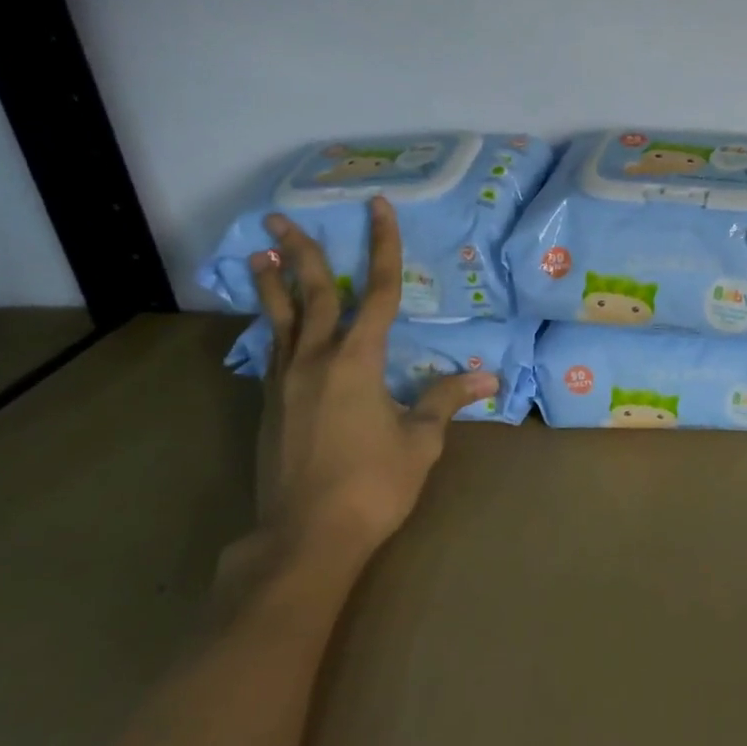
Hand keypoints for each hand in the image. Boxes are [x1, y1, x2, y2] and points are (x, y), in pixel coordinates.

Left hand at [246, 199, 496, 570]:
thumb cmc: (372, 485)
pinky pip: (272, 349)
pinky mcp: (270, 405)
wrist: (304, 538)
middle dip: (302, 252)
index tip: (378, 208)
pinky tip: (271, 320)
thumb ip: (446, 401)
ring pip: (280, 319)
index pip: (378, 292)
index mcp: (358, 361)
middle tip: (281, 217)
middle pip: (313, 293)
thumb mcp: (420, 441)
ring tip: (259, 252)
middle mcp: (316, 360)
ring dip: (272, 283)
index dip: (383, 246)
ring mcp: (286, 382)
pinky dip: (271, 324)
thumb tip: (487, 378)